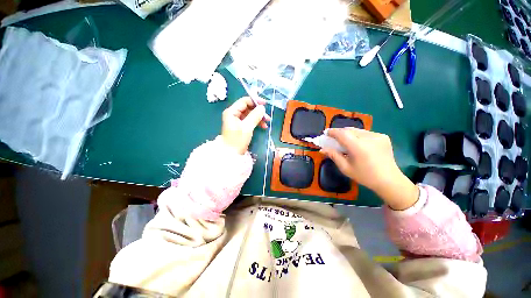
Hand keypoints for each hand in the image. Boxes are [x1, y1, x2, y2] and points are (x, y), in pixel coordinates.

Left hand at [221, 97, 270, 154]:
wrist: (232, 154)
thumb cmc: (238, 140)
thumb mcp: (247, 127)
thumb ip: (255, 116)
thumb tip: (262, 108)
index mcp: (231, 112)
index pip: (244, 101)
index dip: (255, 101)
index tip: (265, 104)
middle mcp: (233, 114)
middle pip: (248, 108)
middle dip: (258, 111)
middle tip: (267, 117)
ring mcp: (237, 120)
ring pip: (250, 114)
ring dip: (259, 117)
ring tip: (267, 122)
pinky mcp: (240, 126)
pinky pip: (249, 121)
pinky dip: (256, 122)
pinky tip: (263, 127)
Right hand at [320, 128, 418, 209]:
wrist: (389, 180)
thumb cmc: (365, 176)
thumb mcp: (346, 168)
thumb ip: (333, 156)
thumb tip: (322, 149)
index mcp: (358, 147)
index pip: (342, 133)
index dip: (333, 132)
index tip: (326, 133)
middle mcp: (369, 138)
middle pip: (349, 130)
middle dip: (340, 132)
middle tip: (333, 138)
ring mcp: (378, 136)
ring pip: (357, 130)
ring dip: (349, 134)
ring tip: (345, 141)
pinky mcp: (383, 137)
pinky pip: (366, 133)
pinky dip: (358, 136)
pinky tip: (358, 144)